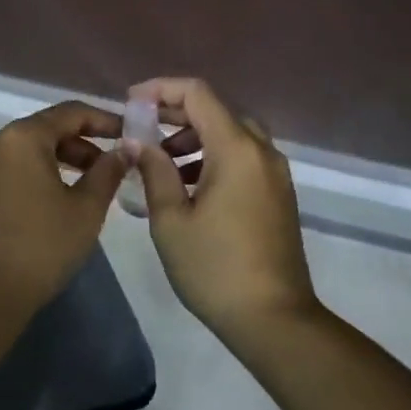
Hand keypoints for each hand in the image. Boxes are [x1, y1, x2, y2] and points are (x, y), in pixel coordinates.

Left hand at [0, 102, 127, 309]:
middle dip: (74, 147)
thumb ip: (108, 172)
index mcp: (22, 138)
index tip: (125, 134)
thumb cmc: (39, 249)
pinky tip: (29, 213)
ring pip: (13, 157)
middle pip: (39, 133)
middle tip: (101, 171)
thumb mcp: (85, 211)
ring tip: (68, 194)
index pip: (69, 113)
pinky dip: (16, 184)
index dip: (102, 120)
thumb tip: (124, 149)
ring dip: (44, 166)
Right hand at [127, 78, 318, 341]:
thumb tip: (138, 140)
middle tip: (142, 130)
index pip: (198, 93)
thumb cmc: (215, 268)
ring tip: (161, 163)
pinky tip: (189, 186)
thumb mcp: (171, 220)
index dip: (161, 89)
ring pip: (232, 135)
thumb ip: (154, 171)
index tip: (131, 102)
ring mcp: (275, 173)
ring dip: (195, 138)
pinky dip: (214, 158)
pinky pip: (244, 158)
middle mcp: (262, 151)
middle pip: (217, 111)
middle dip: (177, 114)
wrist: (275, 319)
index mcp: (236, 148)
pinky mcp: (278, 194)